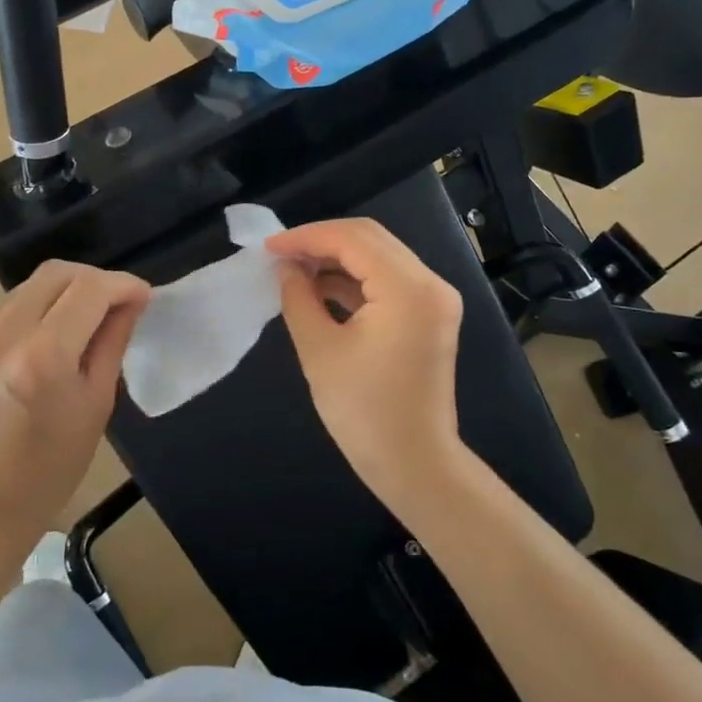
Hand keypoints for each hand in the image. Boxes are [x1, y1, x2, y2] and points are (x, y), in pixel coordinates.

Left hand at [0, 261, 150, 554]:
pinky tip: (48, 337)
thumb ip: (113, 341)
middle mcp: (3, 334)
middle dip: (93, 279)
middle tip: (116, 301)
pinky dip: (36, 310)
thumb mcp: (97, 403)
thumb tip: (131, 301)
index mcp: (43, 355)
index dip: (122, 284)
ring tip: (85, 319)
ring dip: (64, 292)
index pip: (89, 289)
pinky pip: (7, 308)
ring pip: (29, 286)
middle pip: (55, 272)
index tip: (142, 295)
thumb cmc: (52, 466)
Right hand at [266, 219, 469, 519]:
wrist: (414, 464)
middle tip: (279, 255)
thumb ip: (298, 297)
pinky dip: (353, 279)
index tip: (268, 248)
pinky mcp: (428, 315)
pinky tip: (319, 289)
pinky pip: (387, 280)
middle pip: (370, 239)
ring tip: (293, 271)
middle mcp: (430, 284)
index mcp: (408, 289)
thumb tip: (285, 267)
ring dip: (336, 259)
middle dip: (320, 242)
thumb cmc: (364, 412)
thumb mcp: (319, 349)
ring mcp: (433, 299)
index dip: (306, 237)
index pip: (353, 239)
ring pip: (378, 256)